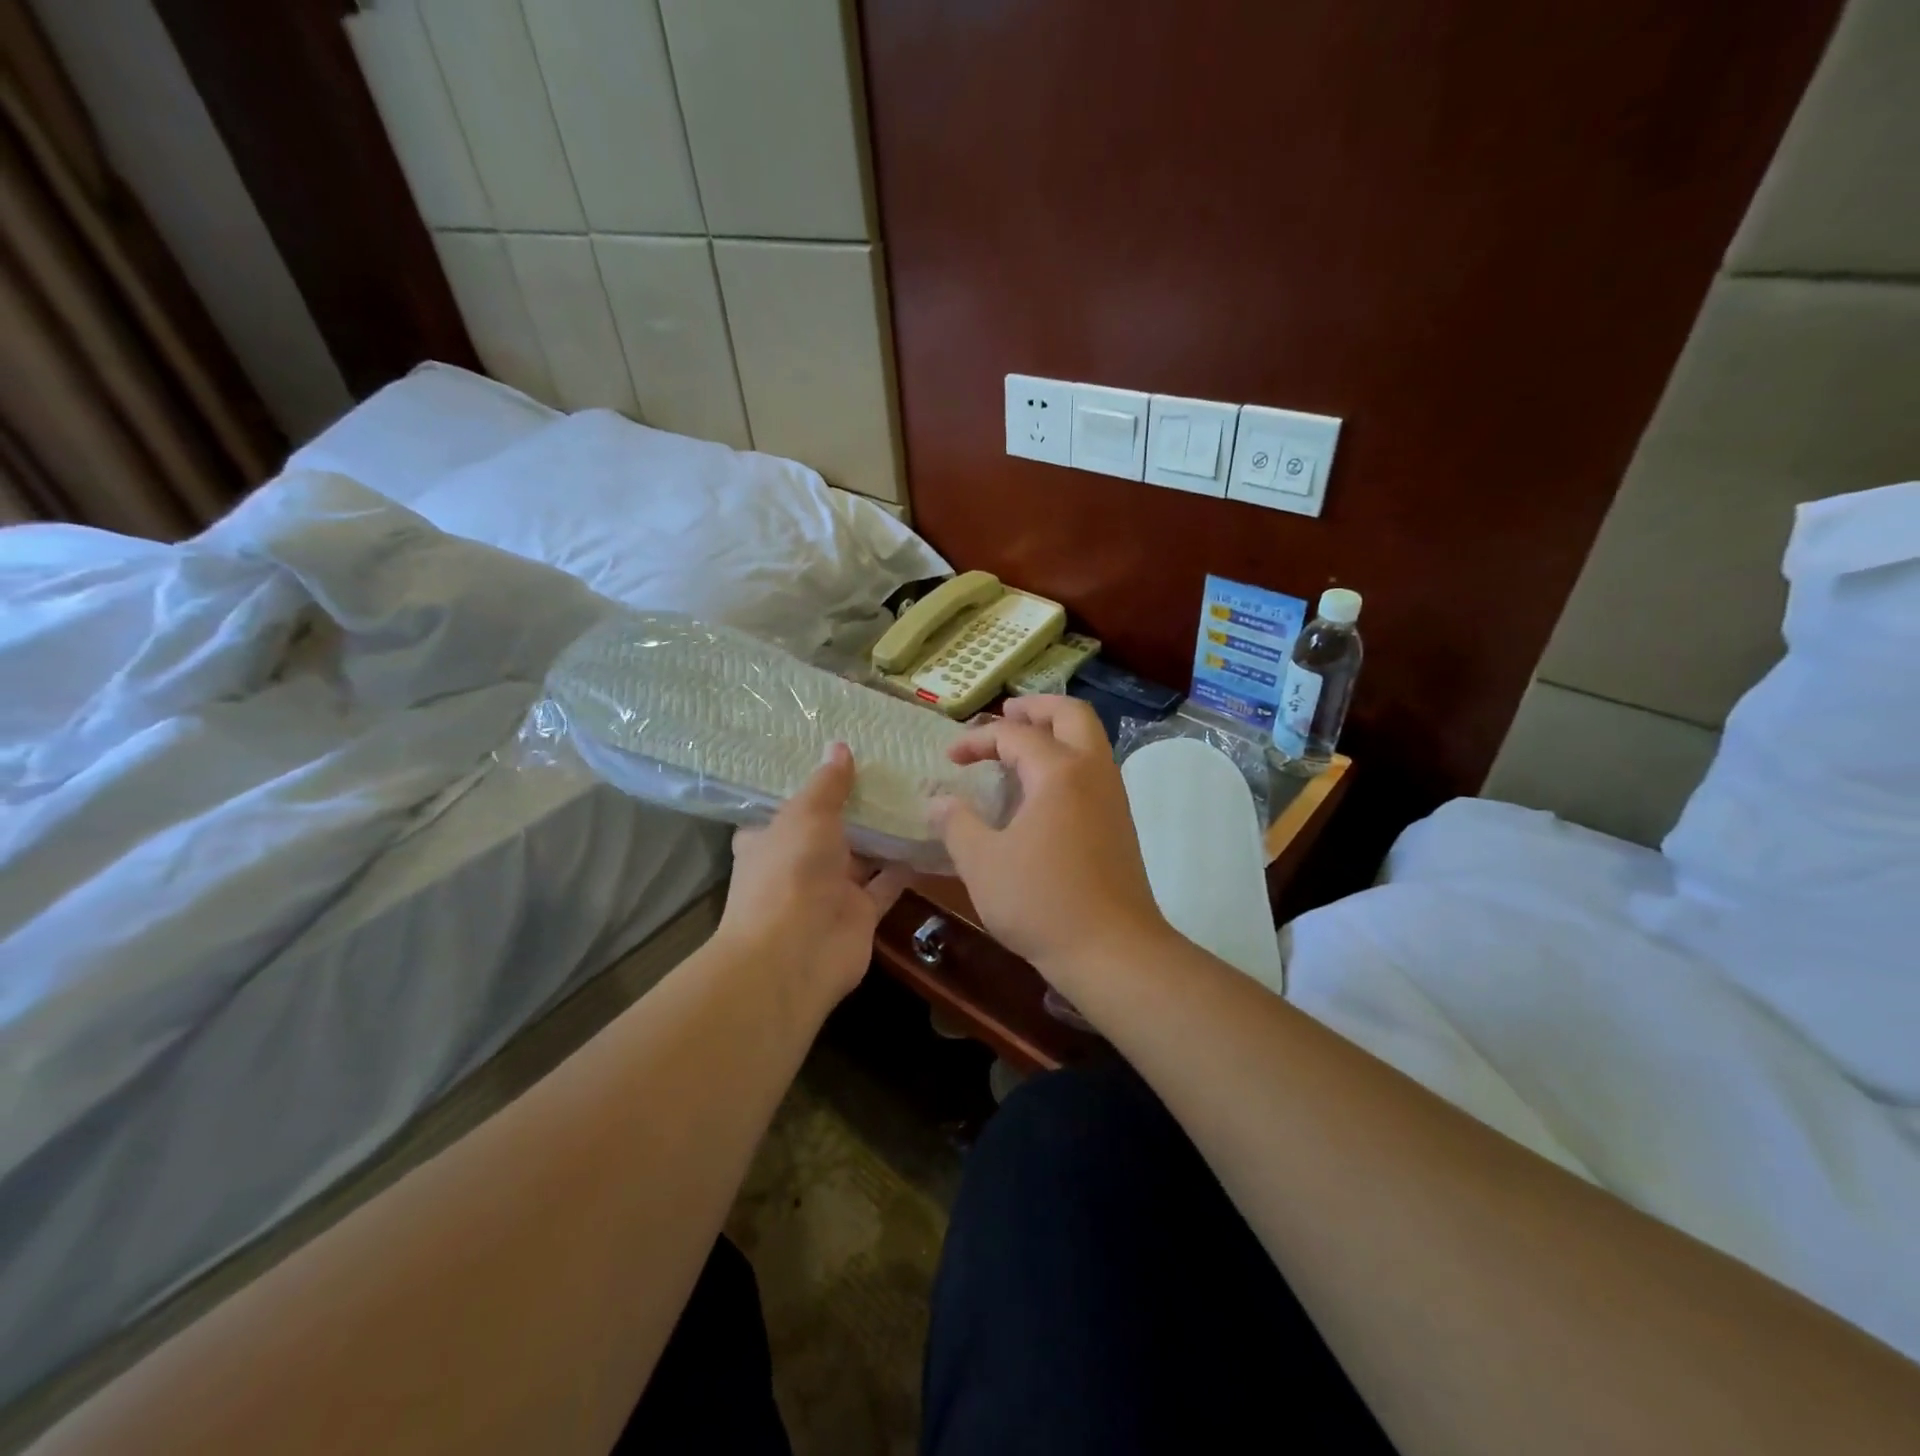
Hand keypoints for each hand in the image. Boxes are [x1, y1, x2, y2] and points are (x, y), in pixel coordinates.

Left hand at [718, 743, 909, 1015]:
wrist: (796, 954)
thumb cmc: (789, 872)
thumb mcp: (806, 815)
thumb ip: (827, 783)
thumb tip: (838, 745)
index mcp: (769, 838)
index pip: (787, 805)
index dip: (811, 783)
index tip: (839, 755)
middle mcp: (798, 863)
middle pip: (830, 828)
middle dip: (857, 804)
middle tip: (893, 767)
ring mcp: (830, 890)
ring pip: (863, 854)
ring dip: (886, 832)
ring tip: (919, 792)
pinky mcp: (861, 913)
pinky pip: (888, 882)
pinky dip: (907, 864)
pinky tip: (932, 834)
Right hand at [930, 696, 1171, 990]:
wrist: (1113, 950)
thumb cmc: (1042, 902)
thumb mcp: (982, 863)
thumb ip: (956, 824)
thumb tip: (937, 801)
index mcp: (1059, 772)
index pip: (1014, 735)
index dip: (977, 740)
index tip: (950, 759)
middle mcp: (1093, 772)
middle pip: (1071, 714)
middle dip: (1034, 708)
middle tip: (1004, 715)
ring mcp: (1113, 796)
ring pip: (1089, 740)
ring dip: (1055, 732)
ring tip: (1019, 747)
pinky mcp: (1120, 821)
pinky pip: (1093, 769)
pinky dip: (1067, 759)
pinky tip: (1041, 791)